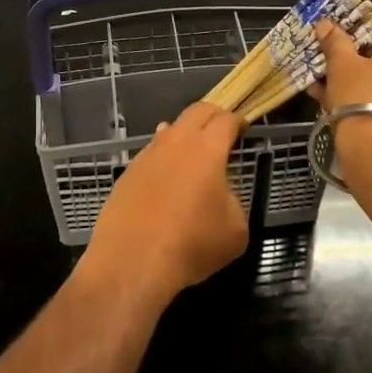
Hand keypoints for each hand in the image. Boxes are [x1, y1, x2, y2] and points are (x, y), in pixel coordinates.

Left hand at [83, 103, 247, 302]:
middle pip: (197, 111)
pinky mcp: (128, 172)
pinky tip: (167, 180)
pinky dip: (165, 158)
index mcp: (207, 149)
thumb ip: (233, 200)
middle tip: (223, 133)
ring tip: (194, 156)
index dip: (238, 122)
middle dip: (213, 116)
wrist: (131, 261)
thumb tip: (220, 192)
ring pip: (170, 129)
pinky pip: (152, 153)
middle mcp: (175, 142)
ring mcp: (147, 154)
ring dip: (185, 136)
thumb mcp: (235, 230)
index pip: (226, 120)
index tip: (243, 129)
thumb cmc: (191, 244)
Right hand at [314, 13, 371, 123]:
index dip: (364, 21)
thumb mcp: (342, 64)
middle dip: (358, 51)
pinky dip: (367, 93)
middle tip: (333, 54)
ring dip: (358, 74)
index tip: (342, 29)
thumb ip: (335, 41)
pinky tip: (335, 99)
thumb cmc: (362, 95)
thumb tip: (325, 24)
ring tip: (327, 78)